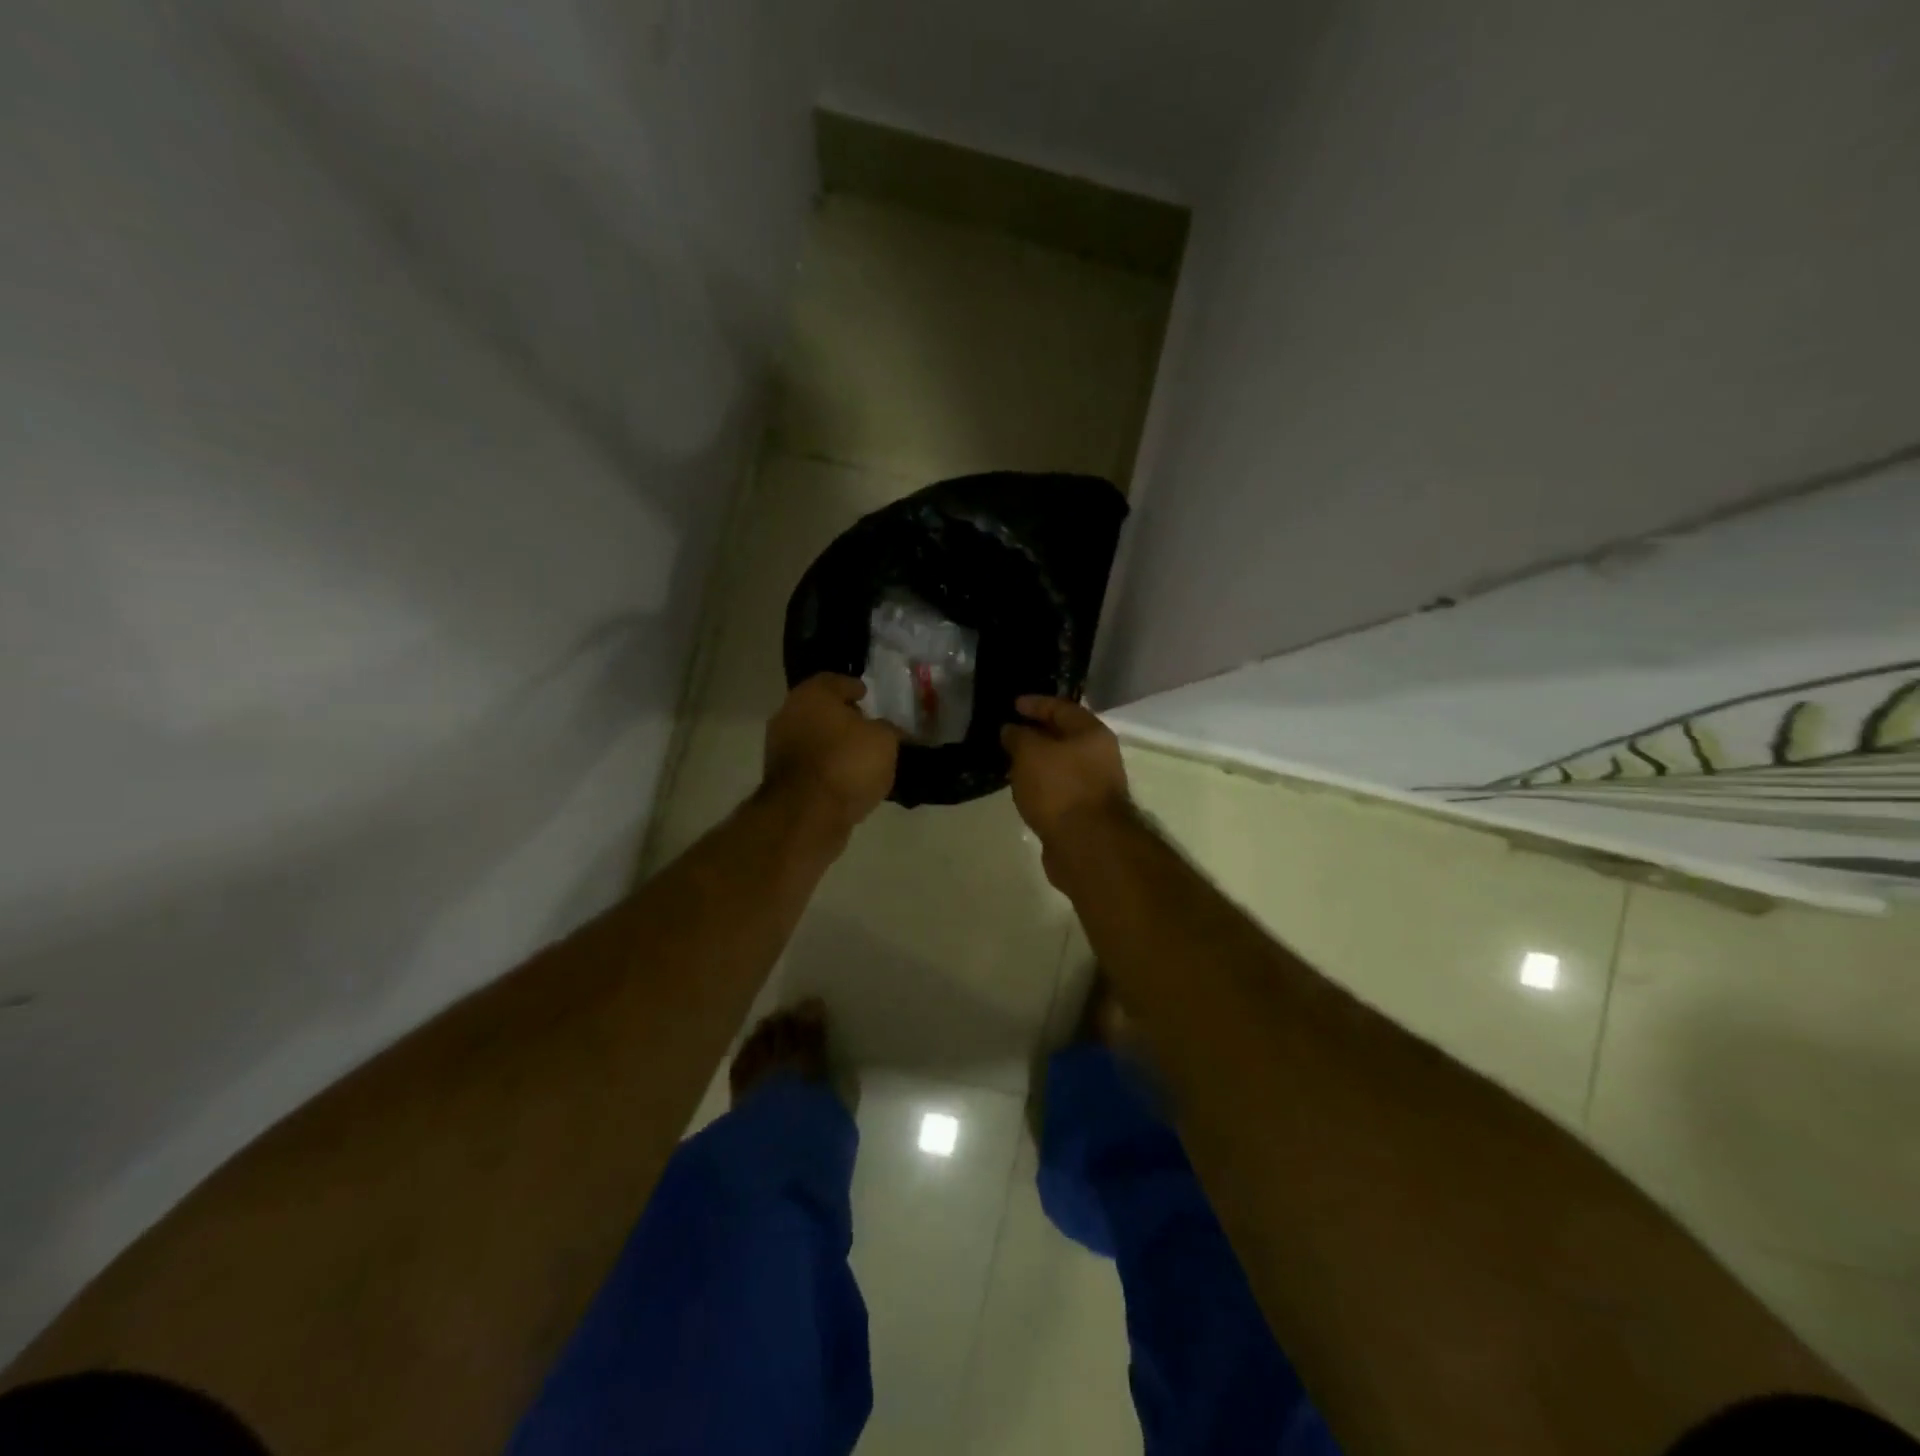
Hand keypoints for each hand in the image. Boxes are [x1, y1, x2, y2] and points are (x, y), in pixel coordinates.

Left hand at [763, 674, 900, 835]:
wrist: (808, 814)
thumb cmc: (847, 763)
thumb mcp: (884, 740)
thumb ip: (887, 728)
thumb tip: (886, 729)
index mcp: (812, 695)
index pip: (835, 681)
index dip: (854, 687)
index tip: (868, 696)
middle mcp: (789, 714)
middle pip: (820, 709)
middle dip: (842, 716)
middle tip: (866, 725)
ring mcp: (779, 747)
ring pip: (813, 737)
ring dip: (833, 743)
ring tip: (860, 755)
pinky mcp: (780, 778)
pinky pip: (810, 764)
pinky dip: (826, 766)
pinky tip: (846, 777)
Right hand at [1000, 695, 1129, 845]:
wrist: (1086, 845)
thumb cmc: (1059, 788)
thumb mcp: (1030, 753)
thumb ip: (1018, 736)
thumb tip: (1010, 729)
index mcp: (1092, 733)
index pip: (1061, 707)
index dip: (1035, 703)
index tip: (1012, 704)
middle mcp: (1099, 756)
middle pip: (1064, 736)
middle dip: (1036, 733)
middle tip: (1008, 732)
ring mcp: (1093, 786)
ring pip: (1060, 764)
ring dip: (1038, 761)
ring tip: (1010, 760)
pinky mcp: (1084, 812)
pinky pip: (1058, 788)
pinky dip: (1041, 785)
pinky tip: (1023, 788)